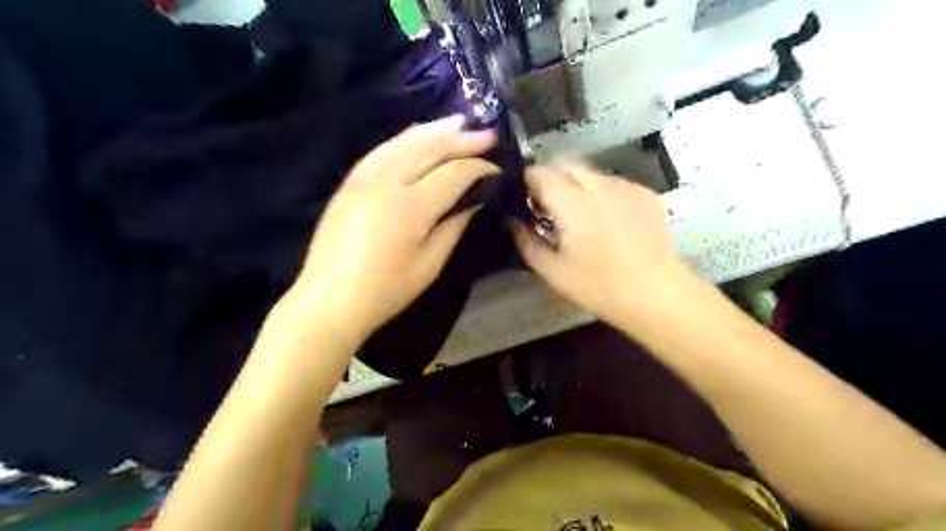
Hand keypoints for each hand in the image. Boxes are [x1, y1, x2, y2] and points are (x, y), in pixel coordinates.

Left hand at [290, 116, 496, 336]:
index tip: (498, 170)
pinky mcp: (350, 181)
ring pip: (404, 141)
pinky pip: (382, 149)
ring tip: (459, 123)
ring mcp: (363, 178)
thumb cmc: (385, 291)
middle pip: (430, 148)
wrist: (329, 301)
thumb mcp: (429, 265)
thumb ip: (453, 227)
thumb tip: (475, 200)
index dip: (479, 168)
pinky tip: (419, 134)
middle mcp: (386, 182)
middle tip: (488, 134)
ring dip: (435, 130)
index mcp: (410, 207)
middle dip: (462, 139)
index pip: (454, 173)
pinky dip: (405, 138)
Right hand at [514, 163, 691, 329]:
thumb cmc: (598, 286)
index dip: (527, 183)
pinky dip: (600, 193)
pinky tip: (607, 222)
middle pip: (565, 165)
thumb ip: (525, 241)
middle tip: (549, 210)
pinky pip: (612, 183)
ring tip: (581, 218)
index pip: (540, 172)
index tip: (526, 202)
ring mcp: (625, 186)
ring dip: (576, 186)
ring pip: (589, 173)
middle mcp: (599, 185)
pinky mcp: (644, 193)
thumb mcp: (552, 271)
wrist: (656, 294)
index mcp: (573, 203)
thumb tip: (511, 220)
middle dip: (551, 180)